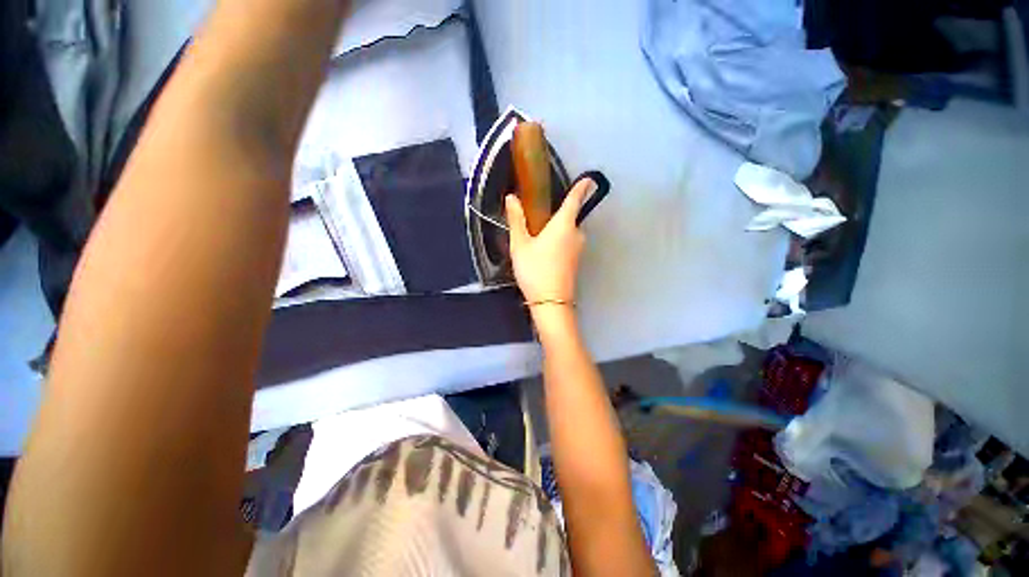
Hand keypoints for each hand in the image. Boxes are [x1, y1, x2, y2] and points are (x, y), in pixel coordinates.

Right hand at [505, 178, 594, 303]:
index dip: (582, 187)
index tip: (589, 178)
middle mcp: (577, 234)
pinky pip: (569, 244)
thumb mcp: (520, 245)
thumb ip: (516, 220)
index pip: (575, 199)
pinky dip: (559, 242)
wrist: (551, 302)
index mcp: (564, 225)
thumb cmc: (535, 270)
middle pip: (570, 217)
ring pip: (568, 232)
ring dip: (557, 231)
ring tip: (537, 241)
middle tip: (537, 221)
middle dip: (557, 216)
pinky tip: (544, 254)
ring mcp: (579, 249)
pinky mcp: (577, 261)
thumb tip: (512, 197)